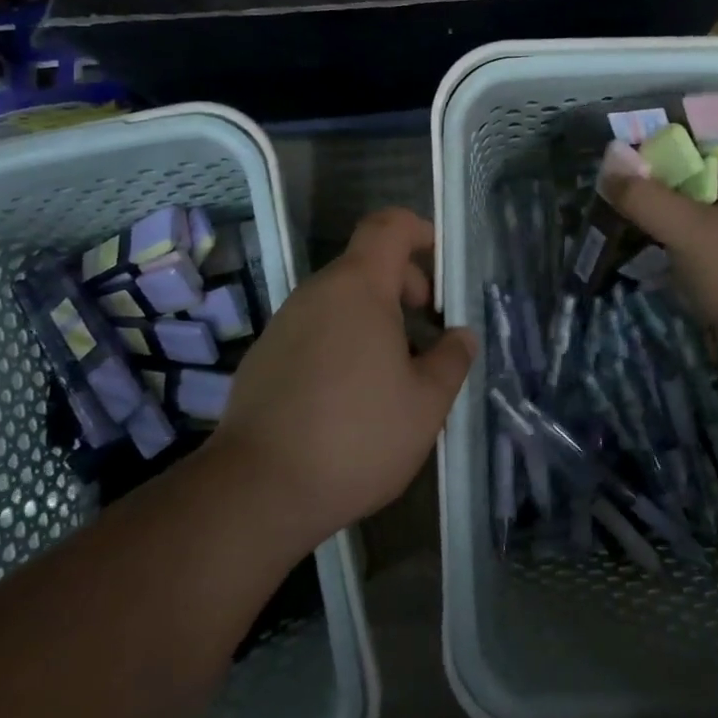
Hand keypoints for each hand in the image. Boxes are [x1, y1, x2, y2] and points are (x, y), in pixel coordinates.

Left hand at [209, 208, 476, 549]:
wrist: (256, 491)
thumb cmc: (356, 437)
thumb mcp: (426, 404)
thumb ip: (451, 360)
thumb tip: (462, 335)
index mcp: (358, 288)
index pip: (388, 226)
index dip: (418, 230)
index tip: (442, 265)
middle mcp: (316, 294)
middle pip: (366, 264)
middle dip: (404, 286)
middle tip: (428, 332)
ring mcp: (284, 324)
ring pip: (340, 300)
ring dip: (375, 319)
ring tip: (395, 372)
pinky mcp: (264, 357)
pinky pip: (315, 329)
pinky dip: (343, 341)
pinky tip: (352, 397)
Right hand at [602, 135, 717, 341]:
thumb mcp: (689, 231)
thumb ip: (644, 195)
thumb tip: (608, 162)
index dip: (678, 119)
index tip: (635, 130)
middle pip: (705, 155)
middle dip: (662, 159)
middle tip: (618, 164)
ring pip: (699, 191)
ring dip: (663, 192)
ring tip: (620, 193)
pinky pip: (699, 222)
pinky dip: (672, 221)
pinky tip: (639, 226)